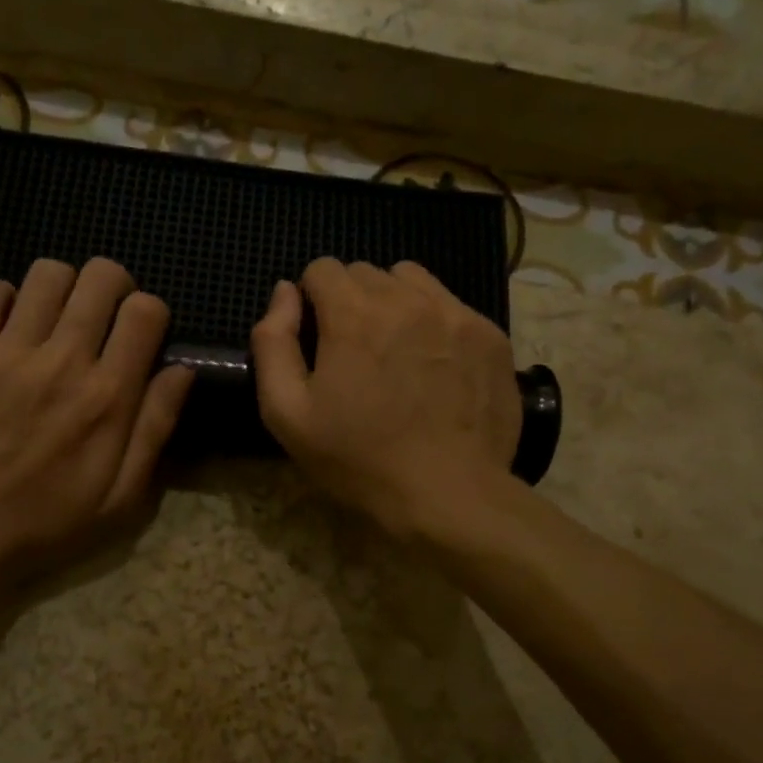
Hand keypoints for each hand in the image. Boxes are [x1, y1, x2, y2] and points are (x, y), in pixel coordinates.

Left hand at [0, 258, 193, 602]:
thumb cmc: (51, 518)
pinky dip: (5, 298)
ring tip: (57, 318)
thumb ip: (156, 427)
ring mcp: (8, 352)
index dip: (151, 312)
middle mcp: (63, 362)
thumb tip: (182, 368)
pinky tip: (11, 327)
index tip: (140, 334)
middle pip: (101, 277)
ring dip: (63, 287)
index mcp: (109, 396)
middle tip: (103, 316)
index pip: (146, 312)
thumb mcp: (124, 495)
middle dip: (113, 286)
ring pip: (48, 272)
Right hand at [251, 258, 520, 538]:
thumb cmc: (358, 459)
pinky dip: (432, 321)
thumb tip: (284, 292)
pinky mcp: (490, 334)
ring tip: (394, 350)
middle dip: (350, 301)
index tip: (317, 340)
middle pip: (365, 272)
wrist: (449, 494)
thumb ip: (273, 342)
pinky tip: (433, 365)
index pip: (322, 268)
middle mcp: (406, 299)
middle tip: (354, 353)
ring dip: (392, 302)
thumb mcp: (287, 412)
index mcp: (353, 314)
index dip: (311, 300)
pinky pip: (450, 304)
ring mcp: (455, 313)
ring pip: (410, 280)